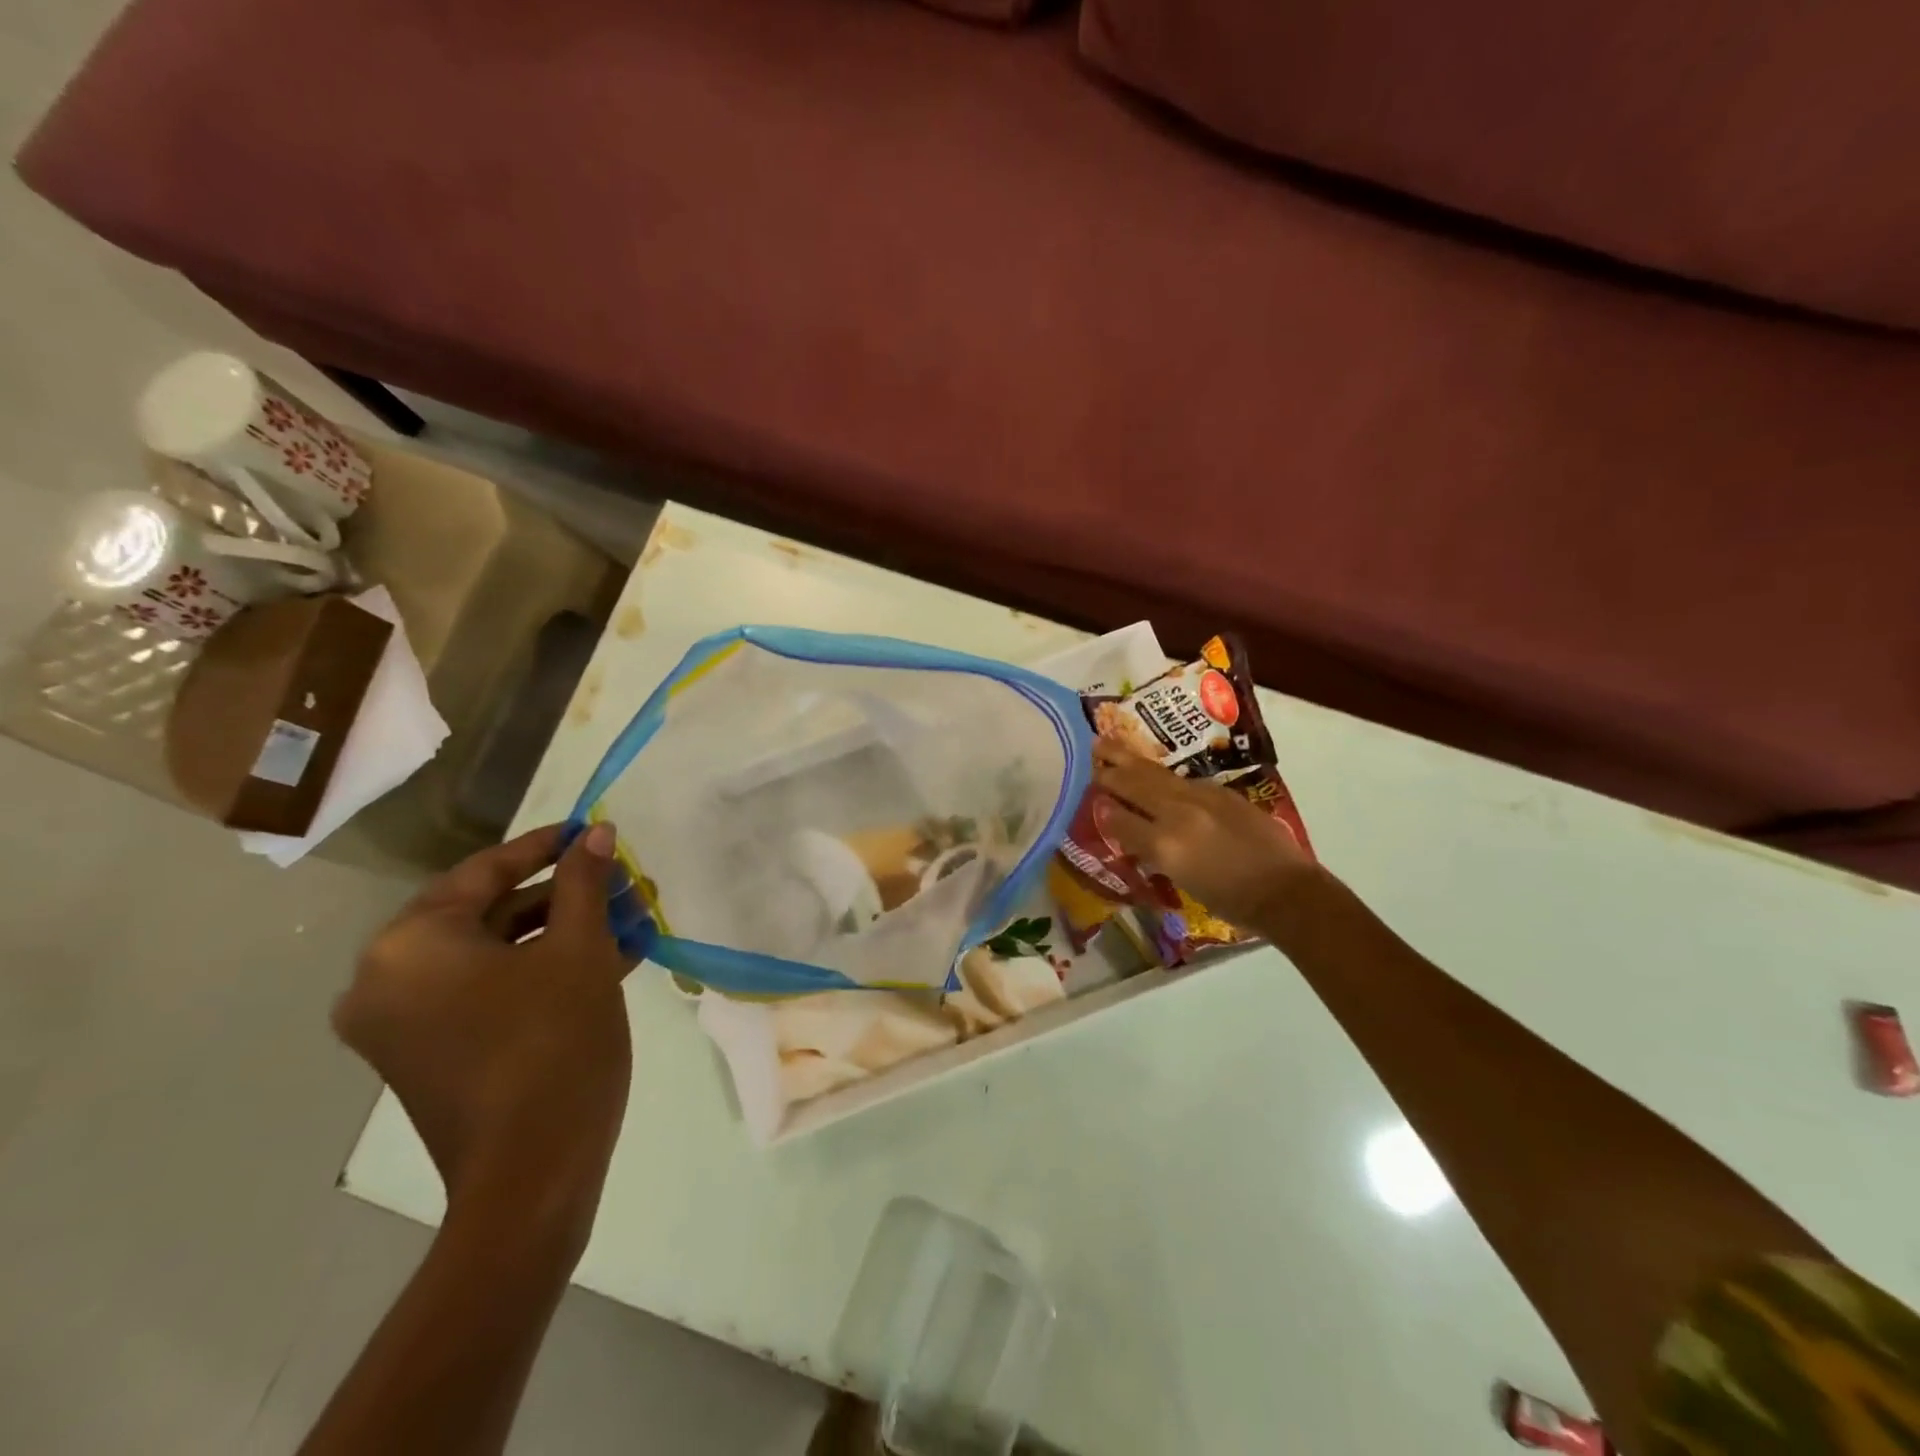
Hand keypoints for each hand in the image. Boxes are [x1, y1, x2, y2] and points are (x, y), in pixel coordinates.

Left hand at [333, 822, 635, 1238]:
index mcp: (409, 945)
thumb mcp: (580, 951)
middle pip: (488, 912)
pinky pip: (487, 990)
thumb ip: (584, 882)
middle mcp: (387, 979)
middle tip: (619, 879)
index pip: (484, 871)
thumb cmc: (554, 1045)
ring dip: (559, 932)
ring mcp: (403, 1023)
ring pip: (493, 954)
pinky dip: (539, 971)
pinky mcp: (428, 1054)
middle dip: (562, 894)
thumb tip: (596, 832)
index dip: (545, 846)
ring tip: (625, 917)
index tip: (590, 830)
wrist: (533, 1176)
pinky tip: (607, 958)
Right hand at [1091, 744, 1317, 927]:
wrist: (1286, 891)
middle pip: (1133, 785)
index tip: (1089, 797)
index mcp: (1164, 844)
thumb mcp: (1181, 880)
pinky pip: (1180, 779)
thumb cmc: (1231, 901)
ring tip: (1107, 743)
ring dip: (1128, 759)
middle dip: (1109, 771)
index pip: (1119, 819)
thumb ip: (1150, 849)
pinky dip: (1159, 774)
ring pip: (1154, 773)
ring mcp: (1201, 797)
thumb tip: (1127, 827)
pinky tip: (1152, 773)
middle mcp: (1177, 814)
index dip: (1102, 808)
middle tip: (1090, 756)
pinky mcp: (1220, 792)